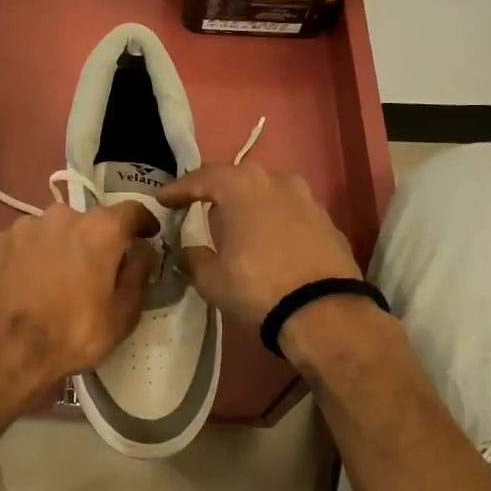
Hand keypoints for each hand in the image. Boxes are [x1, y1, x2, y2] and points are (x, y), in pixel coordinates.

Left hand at [0, 201, 158, 405]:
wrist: (4, 350)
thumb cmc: (72, 334)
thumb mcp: (122, 315)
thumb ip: (138, 274)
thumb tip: (142, 250)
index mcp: (100, 230)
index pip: (131, 210)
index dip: (143, 221)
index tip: (148, 234)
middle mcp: (63, 215)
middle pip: (89, 221)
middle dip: (97, 241)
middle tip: (95, 270)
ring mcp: (26, 225)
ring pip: (54, 230)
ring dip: (61, 246)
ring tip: (57, 278)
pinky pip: (26, 241)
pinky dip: (33, 255)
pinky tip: (29, 282)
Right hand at [157, 162, 361, 331]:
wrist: (324, 311)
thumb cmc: (257, 286)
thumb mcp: (211, 279)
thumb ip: (194, 258)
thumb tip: (190, 252)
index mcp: (241, 185)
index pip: (201, 179)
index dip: (178, 190)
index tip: (163, 200)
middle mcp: (276, 180)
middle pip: (237, 180)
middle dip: (216, 193)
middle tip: (198, 208)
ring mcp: (306, 198)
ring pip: (267, 194)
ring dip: (249, 206)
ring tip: (236, 226)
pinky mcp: (327, 220)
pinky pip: (290, 213)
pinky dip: (274, 222)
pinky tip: (268, 242)